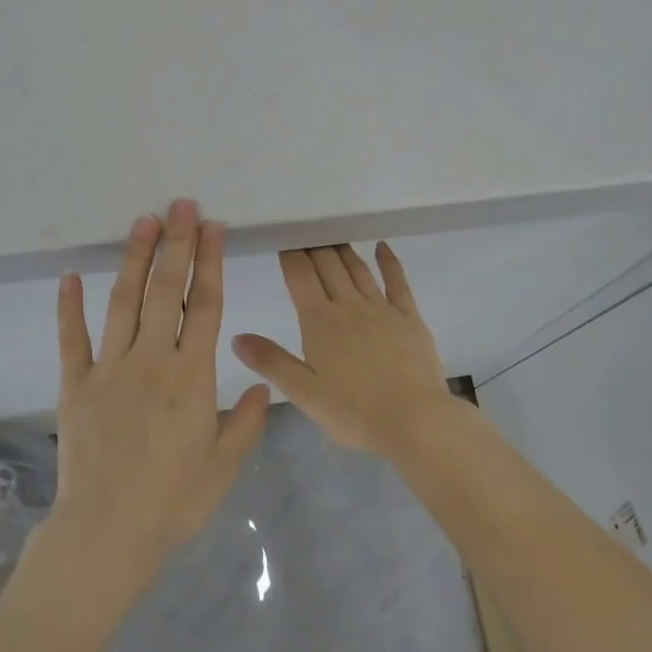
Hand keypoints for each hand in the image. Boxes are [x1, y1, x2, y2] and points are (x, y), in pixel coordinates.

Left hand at [50, 199, 270, 601]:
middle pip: (165, 290)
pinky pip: (70, 337)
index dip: (210, 262)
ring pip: (122, 301)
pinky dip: (69, 305)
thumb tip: (265, 385)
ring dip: (133, 258)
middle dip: (176, 243)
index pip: (204, 305)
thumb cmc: (174, 501)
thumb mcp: (225, 464)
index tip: (213, 227)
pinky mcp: (74, 385)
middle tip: (181, 205)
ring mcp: (108, 370)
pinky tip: (70, 274)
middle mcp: (151, 361)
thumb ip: (249, 421)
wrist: (107, 534)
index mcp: (192, 377)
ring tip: (143, 221)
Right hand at [231, 244, 457, 458]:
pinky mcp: (410, 318)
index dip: (290, 255)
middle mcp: (350, 306)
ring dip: (343, 250)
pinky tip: (382, 247)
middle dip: (314, 246)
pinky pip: (397, 281)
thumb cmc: (354, 412)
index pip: (300, 277)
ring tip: (332, 235)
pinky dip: (388, 261)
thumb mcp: (304, 393)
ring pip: (358, 269)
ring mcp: (382, 309)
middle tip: (305, 231)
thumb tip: (236, 337)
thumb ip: (271, 362)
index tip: (283, 239)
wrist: (415, 420)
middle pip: (328, 266)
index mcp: (320, 322)